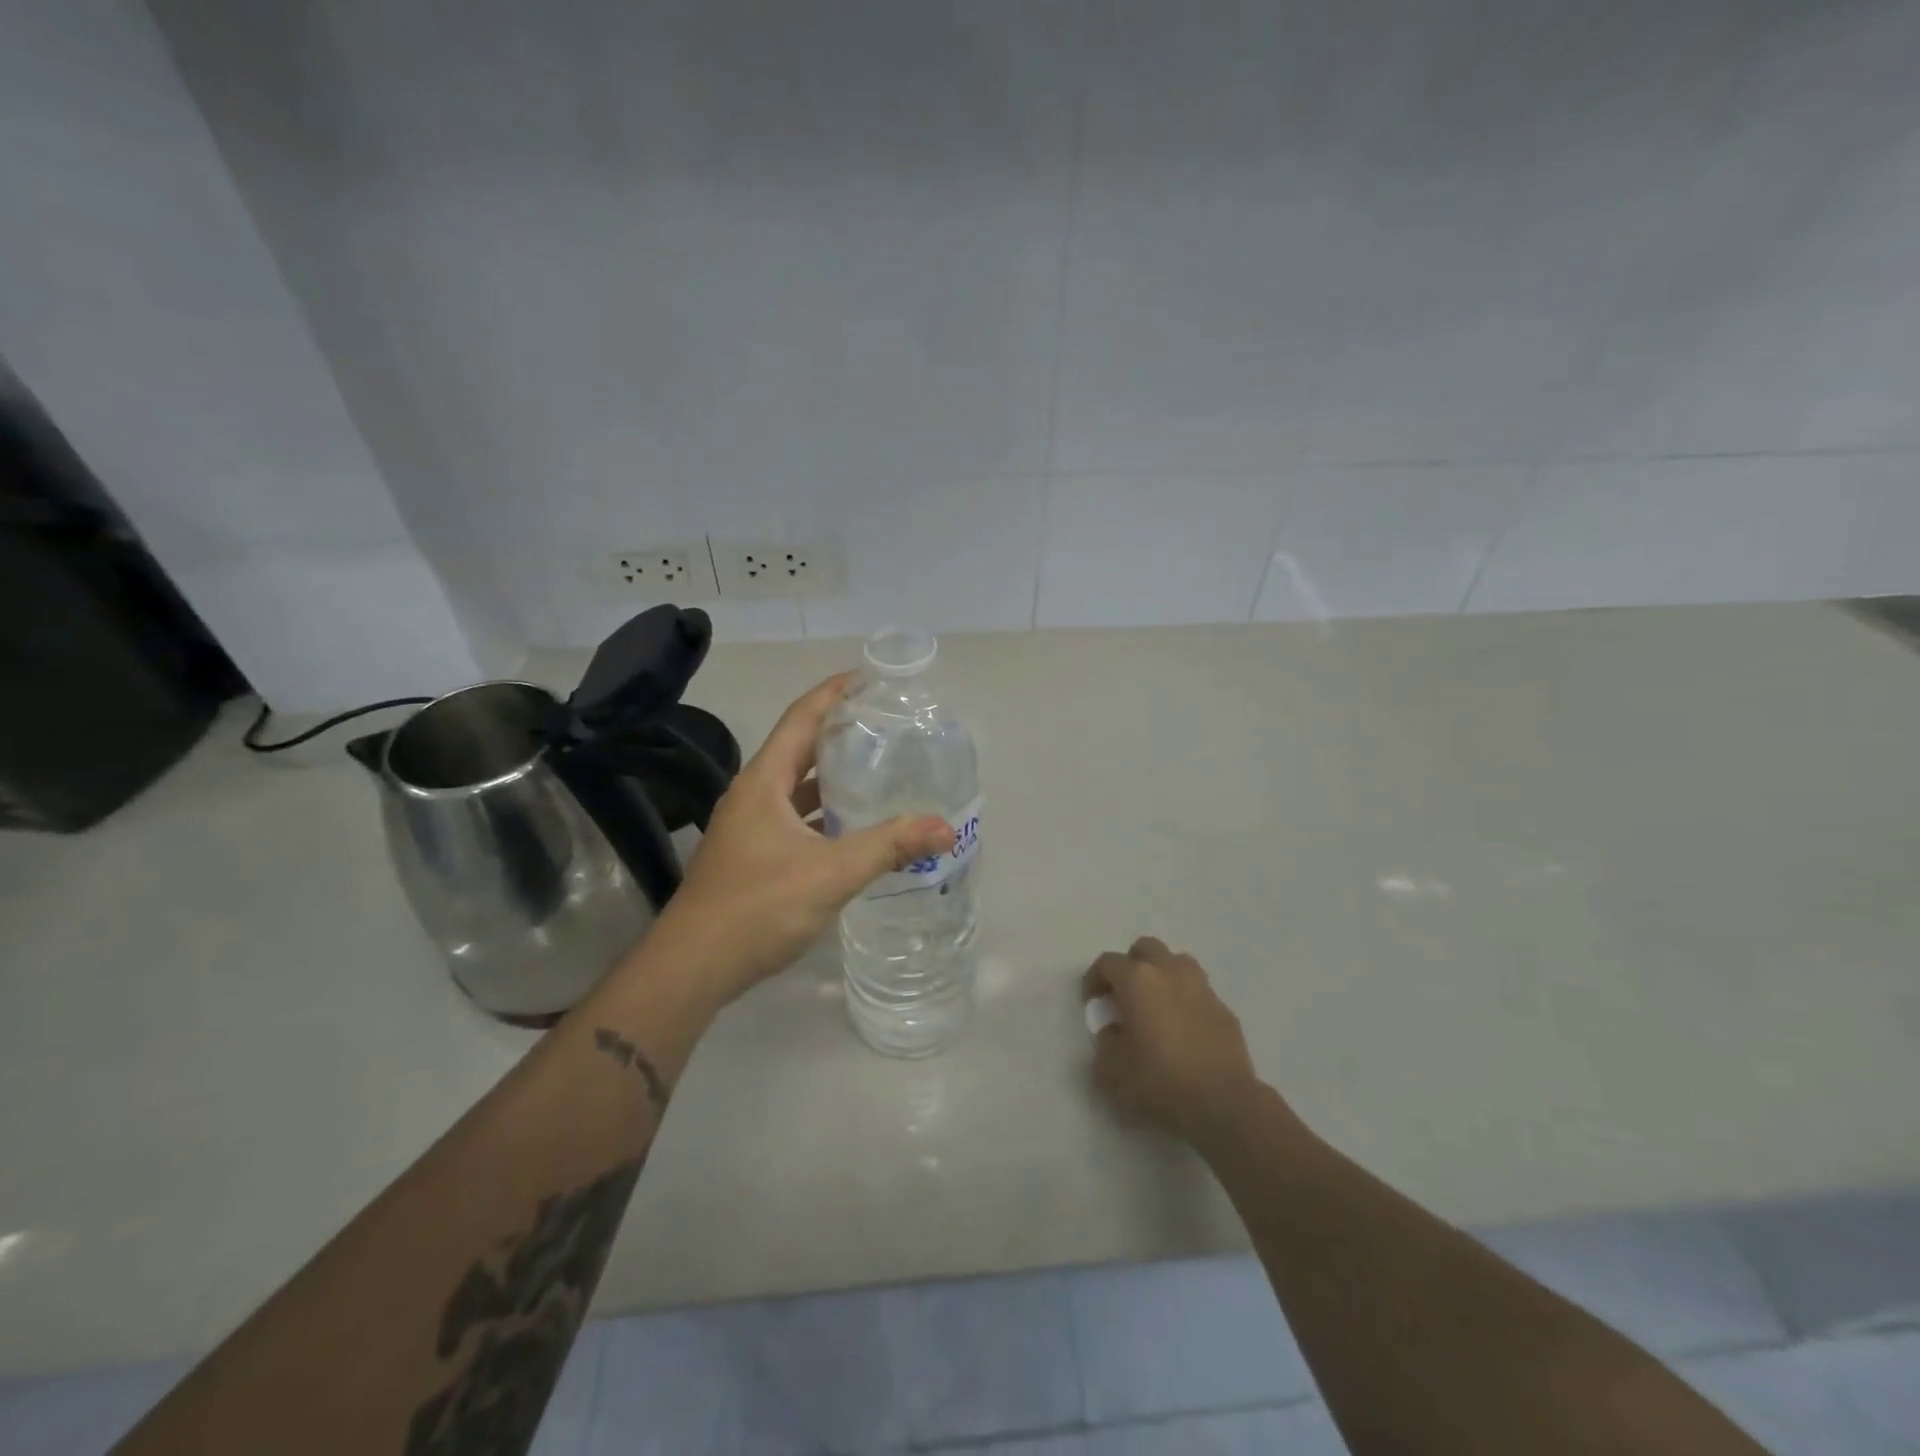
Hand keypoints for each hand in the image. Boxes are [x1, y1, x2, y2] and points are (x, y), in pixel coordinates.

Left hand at [649, 674, 953, 1006]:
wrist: (692, 968)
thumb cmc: (757, 907)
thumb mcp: (830, 873)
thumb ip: (889, 847)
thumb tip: (945, 828)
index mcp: (764, 782)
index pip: (801, 718)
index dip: (834, 692)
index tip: (871, 678)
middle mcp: (753, 796)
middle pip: (800, 748)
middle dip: (841, 732)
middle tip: (888, 725)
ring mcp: (750, 827)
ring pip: (798, 788)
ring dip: (834, 777)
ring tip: (879, 769)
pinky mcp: (753, 856)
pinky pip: (796, 819)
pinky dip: (825, 814)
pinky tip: (855, 828)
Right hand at [1082, 937, 1266, 1144]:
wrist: (1224, 1103)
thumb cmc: (1160, 1081)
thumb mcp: (1111, 1071)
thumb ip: (1104, 1043)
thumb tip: (1114, 1032)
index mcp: (1137, 980)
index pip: (1107, 962)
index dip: (1094, 979)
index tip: (1092, 1001)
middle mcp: (1169, 971)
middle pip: (1145, 948)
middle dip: (1130, 965)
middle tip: (1124, 995)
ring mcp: (1201, 987)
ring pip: (1176, 962)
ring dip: (1161, 975)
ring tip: (1156, 1005)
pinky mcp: (1224, 1008)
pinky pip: (1198, 991)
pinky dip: (1185, 1000)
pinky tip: (1183, 1029)